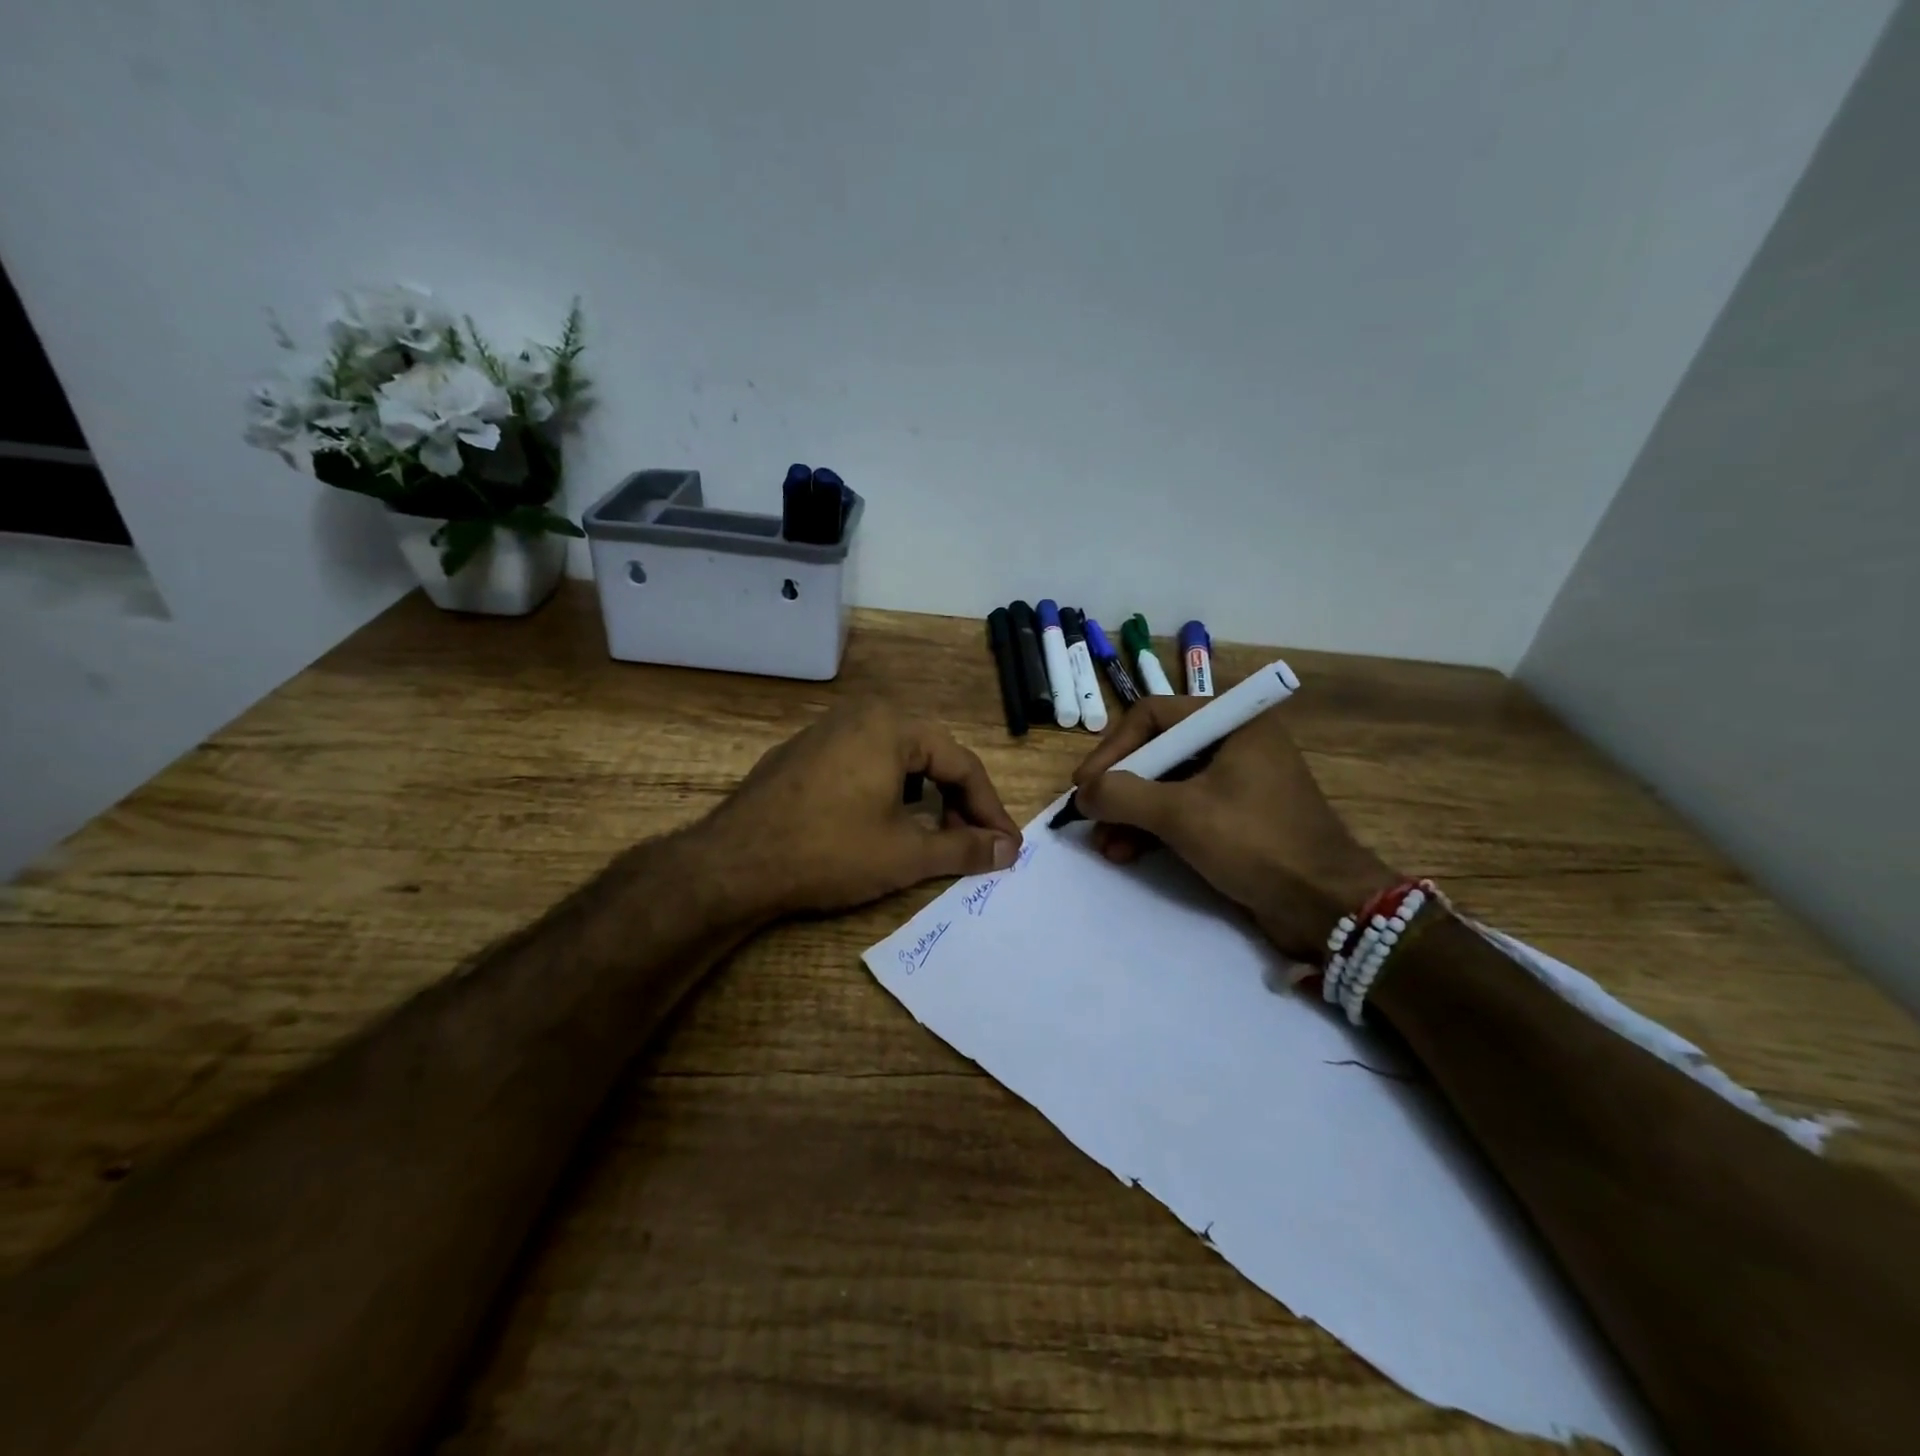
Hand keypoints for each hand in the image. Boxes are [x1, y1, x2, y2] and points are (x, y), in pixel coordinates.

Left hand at [697, 701, 1022, 919]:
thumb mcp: (906, 854)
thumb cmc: (830, 851)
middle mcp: (861, 715)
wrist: (733, 864)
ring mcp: (825, 731)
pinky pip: (862, 764)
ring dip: (924, 797)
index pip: (963, 765)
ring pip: (896, 759)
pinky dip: (886, 792)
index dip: (990, 810)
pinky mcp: (801, 754)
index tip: (1007, 848)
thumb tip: (1009, 849)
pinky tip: (882, 824)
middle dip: (957, 803)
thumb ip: (965, 848)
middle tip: (972, 844)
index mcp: (892, 725)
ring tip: (933, 836)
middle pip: (931, 756)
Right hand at [1072, 698, 1396, 960]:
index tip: (1085, 784)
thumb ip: (1124, 794)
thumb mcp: (1181, 814)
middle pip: (1157, 751)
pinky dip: (1153, 829)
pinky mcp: (1236, 817)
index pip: (1152, 715)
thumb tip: (1083, 794)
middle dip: (1120, 788)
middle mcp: (1234, 742)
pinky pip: (1183, 810)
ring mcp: (1236, 781)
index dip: (1112, 748)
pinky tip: (1127, 853)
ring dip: (1131, 814)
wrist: (1325, 905)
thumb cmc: (1255, 843)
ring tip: (1105, 845)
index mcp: (1232, 722)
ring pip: (1166, 785)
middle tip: (1089, 815)